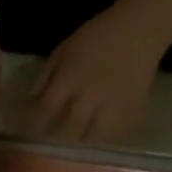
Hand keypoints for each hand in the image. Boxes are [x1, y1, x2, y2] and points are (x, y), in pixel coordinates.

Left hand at [27, 4, 164, 143]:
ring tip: (78, 140)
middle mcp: (90, 95)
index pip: (47, 109)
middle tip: (54, 139)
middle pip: (69, 129)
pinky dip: (105, 139)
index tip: (31, 130)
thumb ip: (46, 76)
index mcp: (72, 77)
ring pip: (91, 138)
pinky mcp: (131, 113)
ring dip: (81, 141)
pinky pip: (114, 135)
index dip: (37, 122)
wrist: (140, 29)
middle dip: (58, 136)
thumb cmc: (98, 36)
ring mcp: (112, 107)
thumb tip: (31, 102)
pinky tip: (100, 136)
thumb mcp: (65, 48)